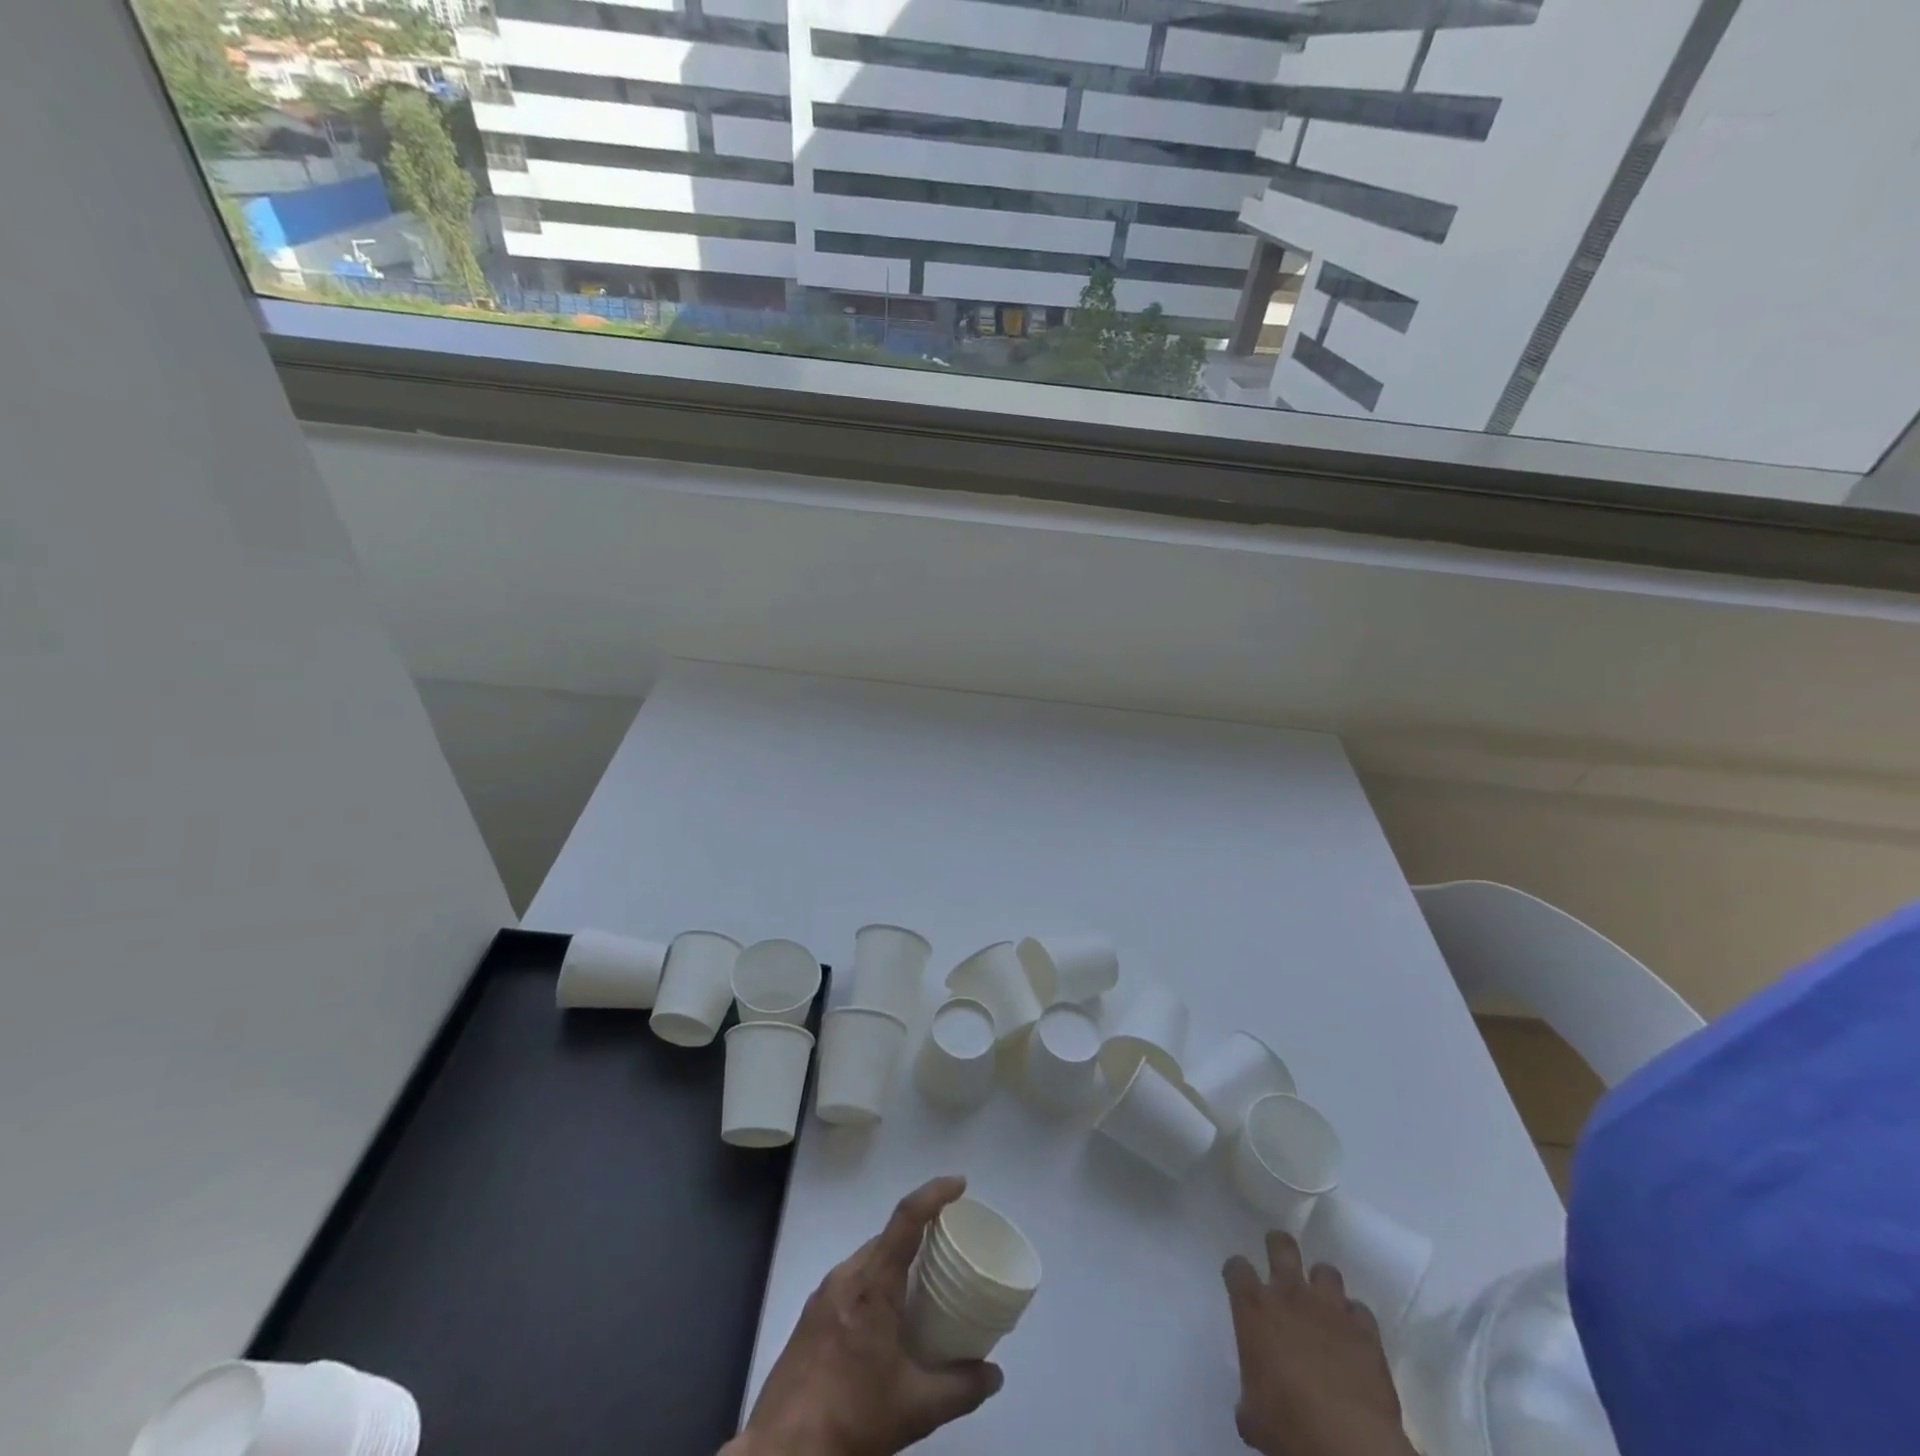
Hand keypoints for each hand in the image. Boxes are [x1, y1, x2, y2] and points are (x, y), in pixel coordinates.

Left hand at [727, 1176, 1002, 1455]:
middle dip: (920, 1232)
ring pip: (868, 1259)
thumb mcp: (915, 1410)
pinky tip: (887, 1319)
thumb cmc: (851, 1419)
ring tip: (923, 1284)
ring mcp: (822, 1296)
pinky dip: (876, 1283)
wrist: (780, 1455)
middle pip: (888, 1237)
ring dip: (896, 1261)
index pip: (906, 1218)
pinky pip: (851, 1281)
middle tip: (950, 1247)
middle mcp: (845, 1277)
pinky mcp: (809, 1318)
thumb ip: (960, 1388)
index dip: (934, 1194)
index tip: (960, 1184)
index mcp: (872, 1285)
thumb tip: (994, 1375)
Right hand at [1223, 1231, 1415, 1455]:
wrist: (1347, 1443)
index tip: (1239, 1282)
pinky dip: (1355, 1320)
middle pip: (1281, 1245)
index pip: (1236, 1268)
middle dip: (1278, 1245)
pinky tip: (1353, 1338)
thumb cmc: (1287, 1425)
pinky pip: (1360, 1311)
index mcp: (1254, 1308)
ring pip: (1326, 1271)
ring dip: (1322, 1285)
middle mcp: (1289, 1295)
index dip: (1236, 1272)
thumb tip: (1255, 1401)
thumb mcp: (1252, 1415)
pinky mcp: (1365, 1330)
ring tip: (1323, 1306)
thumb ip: (1249, 1391)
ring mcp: (1330, 1308)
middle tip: (1279, 1257)